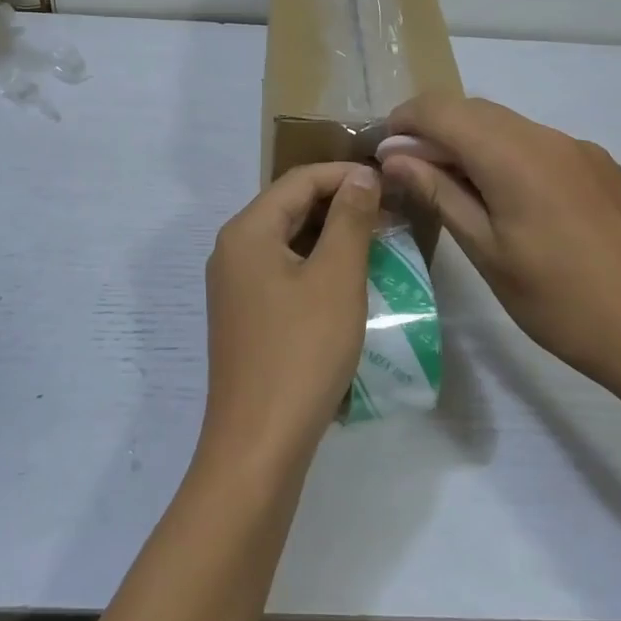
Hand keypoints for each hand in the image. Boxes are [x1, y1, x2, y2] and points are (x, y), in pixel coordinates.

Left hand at [200, 162, 381, 472]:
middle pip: (289, 206)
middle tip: (388, 214)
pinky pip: (282, 271)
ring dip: (330, 236)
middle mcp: (232, 250)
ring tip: (375, 244)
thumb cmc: (301, 352)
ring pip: (287, 240)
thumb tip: (361, 176)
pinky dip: (315, 265)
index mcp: (247, 231)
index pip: (299, 180)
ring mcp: (234, 285)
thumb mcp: (336, 278)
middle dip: (339, 205)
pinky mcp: (244, 315)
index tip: (388, 183)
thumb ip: (350, 219)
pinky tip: (346, 281)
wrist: (259, 444)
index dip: (345, 175)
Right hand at [380, 93, 620, 402]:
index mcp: (514, 154)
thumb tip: (395, 156)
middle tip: (411, 174)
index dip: (403, 120)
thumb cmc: (562, 302)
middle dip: (434, 130)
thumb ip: (439, 193)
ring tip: (455, 190)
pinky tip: (509, 202)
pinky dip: (507, 156)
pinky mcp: (603, 168)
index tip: (382, 152)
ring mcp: (581, 150)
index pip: (441, 109)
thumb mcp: (487, 252)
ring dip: (471, 143)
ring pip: (508, 126)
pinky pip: (539, 145)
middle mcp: (548, 137)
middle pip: (474, 110)